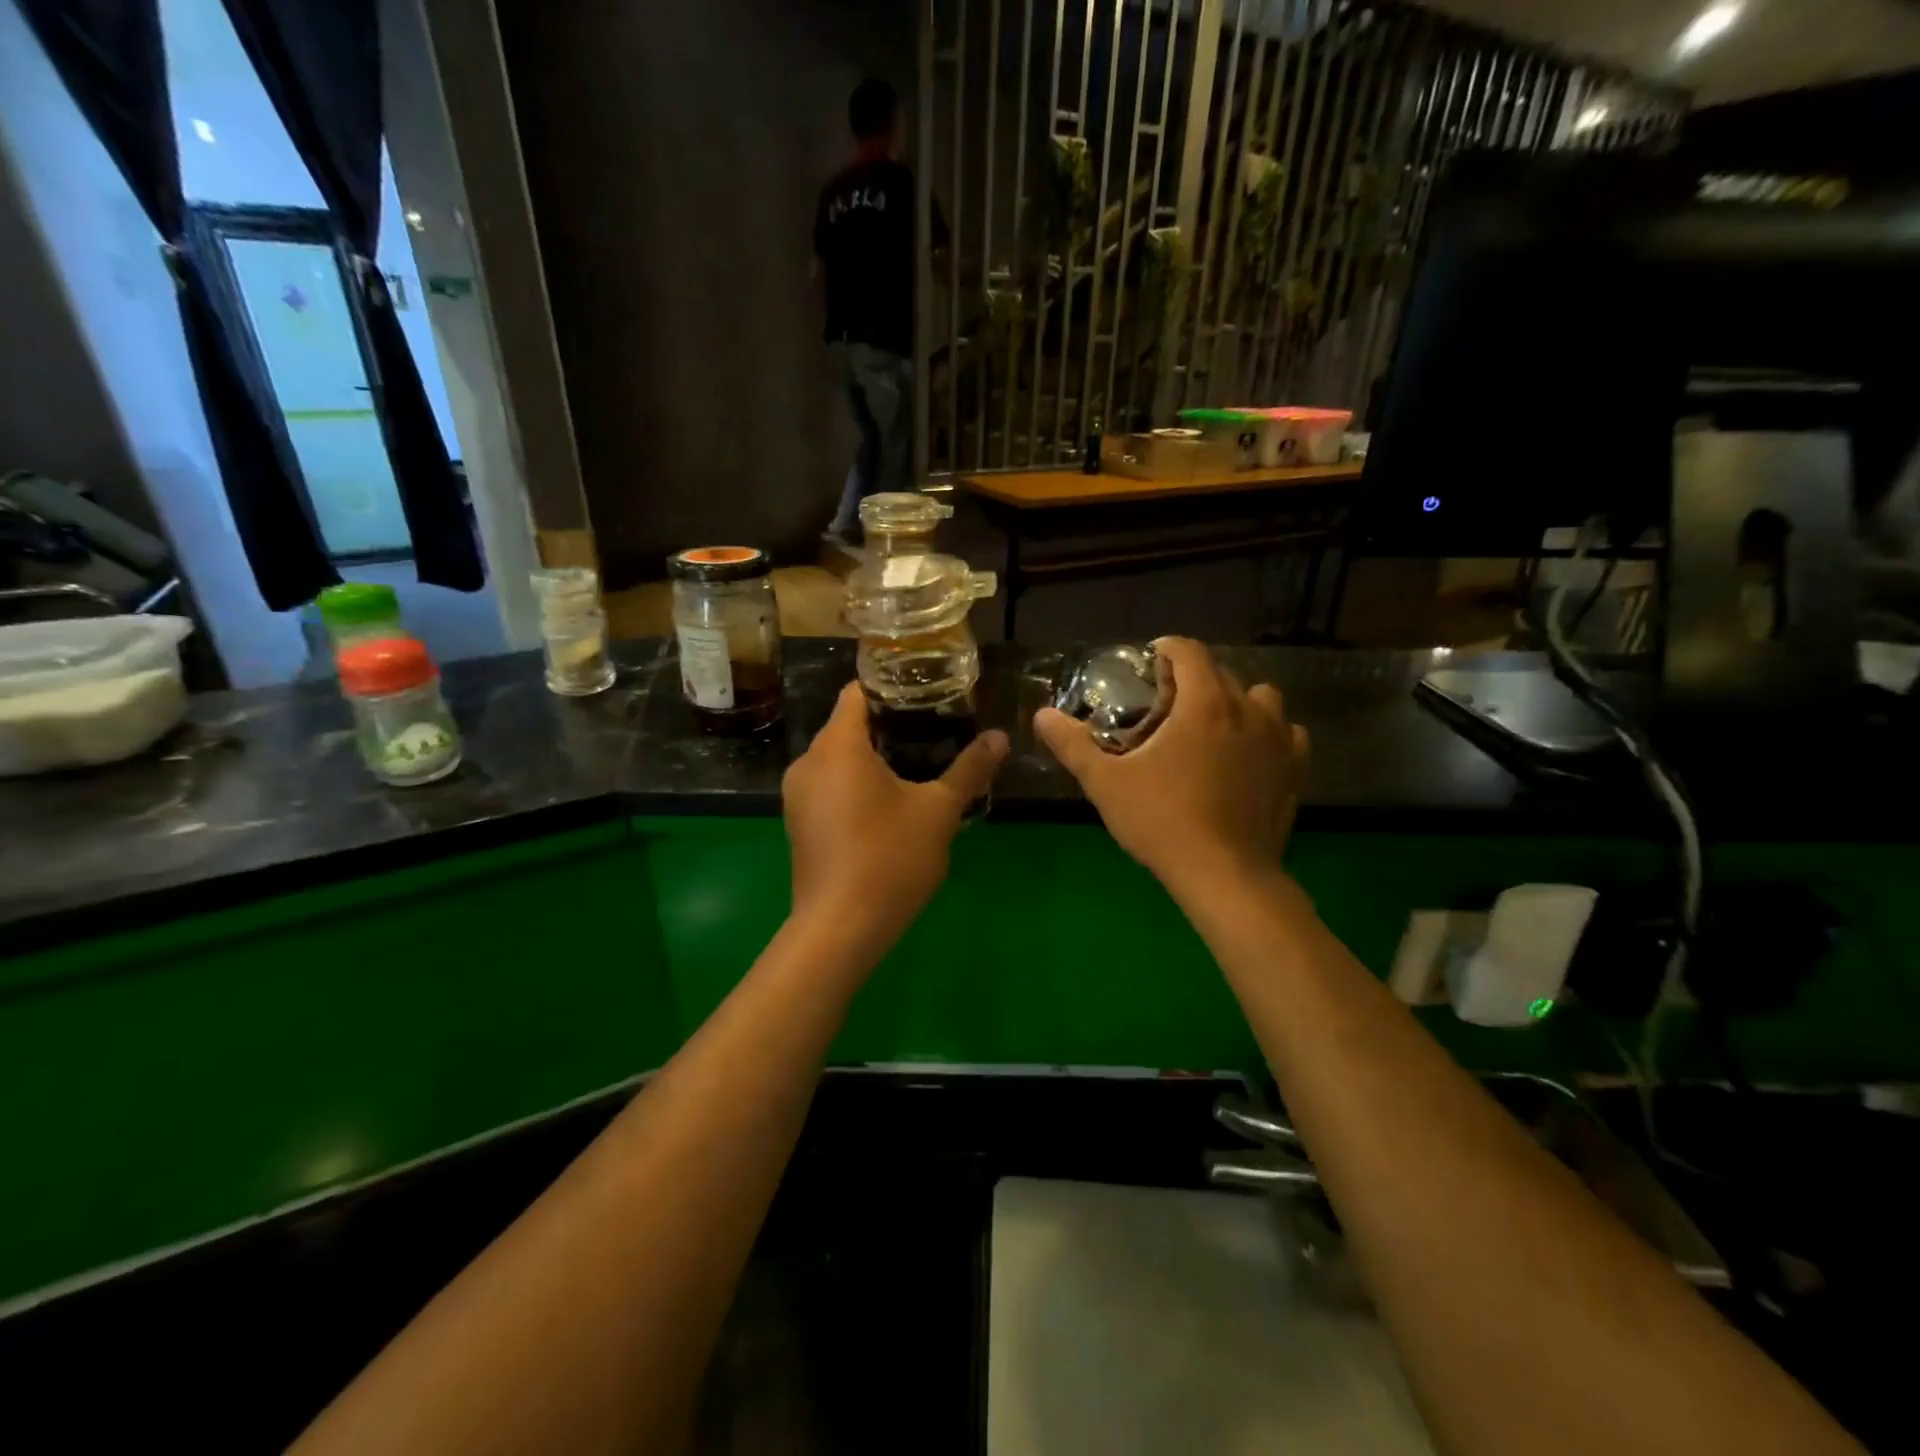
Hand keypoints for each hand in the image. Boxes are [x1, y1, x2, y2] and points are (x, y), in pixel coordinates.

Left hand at [782, 682, 1007, 951]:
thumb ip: (969, 770)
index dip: (893, 687)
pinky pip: (829, 785)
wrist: (840, 928)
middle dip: (890, 726)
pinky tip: (889, 805)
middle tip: (935, 731)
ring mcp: (797, 794)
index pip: (859, 692)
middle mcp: (808, 761)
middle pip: (848, 725)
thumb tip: (1000, 737)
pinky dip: (855, 783)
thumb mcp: (938, 811)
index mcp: (838, 745)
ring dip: (874, 758)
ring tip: (919, 767)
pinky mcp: (798, 822)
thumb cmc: (890, 858)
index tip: (928, 695)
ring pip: (838, 758)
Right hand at [1034, 638, 1307, 898]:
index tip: (1147, 665)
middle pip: (1221, 672)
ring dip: (1236, 702)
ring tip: (1211, 727)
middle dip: (1192, 678)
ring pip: (1261, 698)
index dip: (1165, 649)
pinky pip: (1286, 733)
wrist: (1225, 875)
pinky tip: (1248, 755)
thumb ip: (1073, 744)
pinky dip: (1267, 734)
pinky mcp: (1294, 769)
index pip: (1189, 650)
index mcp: (1204, 703)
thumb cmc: (1162, 821)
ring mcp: (1278, 739)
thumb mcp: (1106, 783)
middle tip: (1164, 705)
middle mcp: (1248, 709)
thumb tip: (1042, 715)